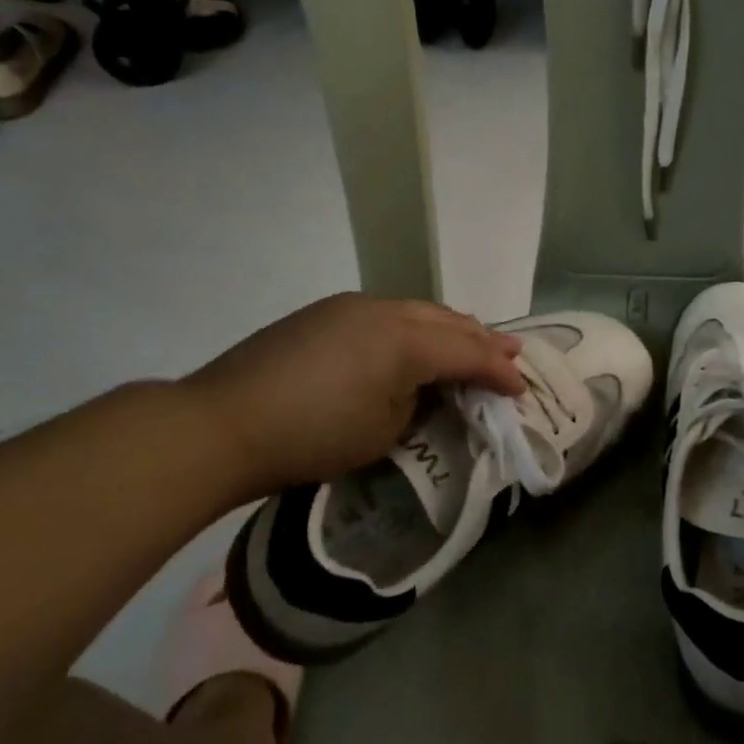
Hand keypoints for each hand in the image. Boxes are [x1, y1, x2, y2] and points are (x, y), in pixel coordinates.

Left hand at [181, 294, 524, 499]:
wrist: (223, 423)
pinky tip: (417, 339)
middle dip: (482, 339)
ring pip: (418, 310)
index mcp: (405, 340)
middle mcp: (385, 310)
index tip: (521, 389)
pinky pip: (388, 313)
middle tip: (512, 352)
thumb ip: (418, 402)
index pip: (467, 352)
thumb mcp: (383, 432)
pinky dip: (415, 326)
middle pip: (448, 321)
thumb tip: (424, 388)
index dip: (498, 371)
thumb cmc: (312, 437)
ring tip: (473, 338)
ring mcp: (352, 306)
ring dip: (449, 327)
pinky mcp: (326, 312)